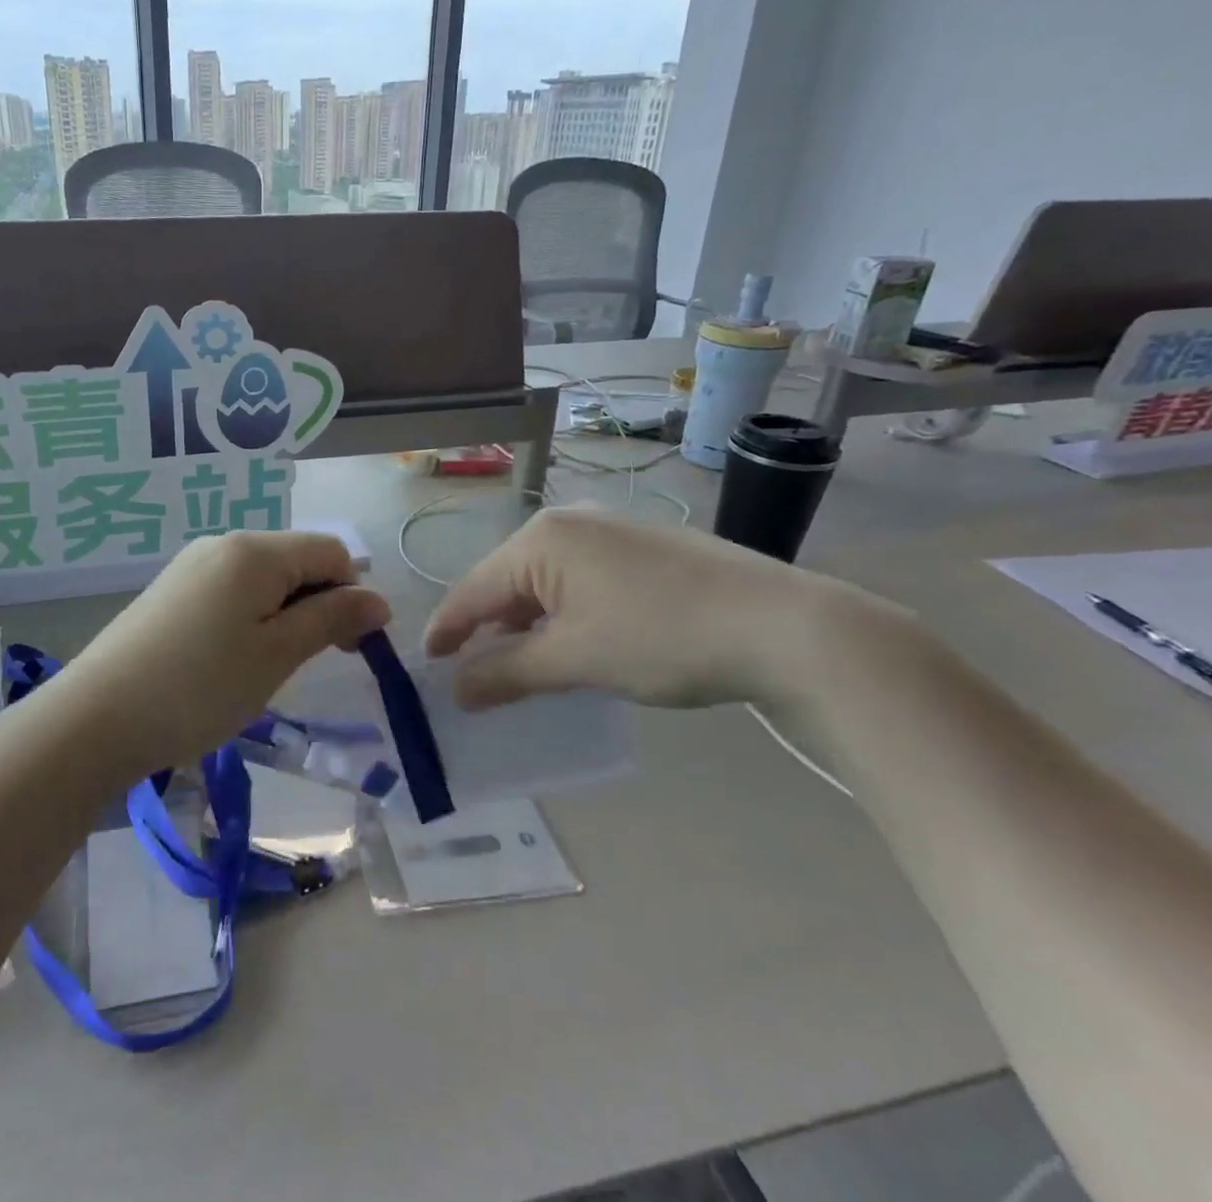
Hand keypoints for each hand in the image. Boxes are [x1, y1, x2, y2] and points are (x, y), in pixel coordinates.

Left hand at [61, 531, 391, 775]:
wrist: (96, 718)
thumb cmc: (199, 687)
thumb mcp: (277, 655)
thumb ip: (331, 620)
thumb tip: (379, 600)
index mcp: (254, 551)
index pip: (331, 552)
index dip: (351, 595)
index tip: (348, 649)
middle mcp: (222, 544)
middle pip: (296, 561)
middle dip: (317, 605)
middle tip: (306, 663)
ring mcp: (191, 565)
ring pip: (263, 579)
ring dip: (283, 616)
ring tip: (264, 667)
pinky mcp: (170, 591)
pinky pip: (229, 591)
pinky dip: (248, 619)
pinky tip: (229, 660)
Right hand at [424, 506, 856, 709]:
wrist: (784, 626)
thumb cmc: (661, 637)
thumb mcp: (574, 660)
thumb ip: (506, 673)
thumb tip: (457, 689)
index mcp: (541, 539)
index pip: (474, 589)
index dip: (447, 630)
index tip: (426, 666)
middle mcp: (568, 522)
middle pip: (506, 581)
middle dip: (488, 628)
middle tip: (473, 674)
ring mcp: (610, 530)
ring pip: (545, 581)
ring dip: (527, 624)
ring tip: (520, 664)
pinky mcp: (643, 547)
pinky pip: (580, 579)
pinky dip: (563, 613)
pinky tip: (574, 641)